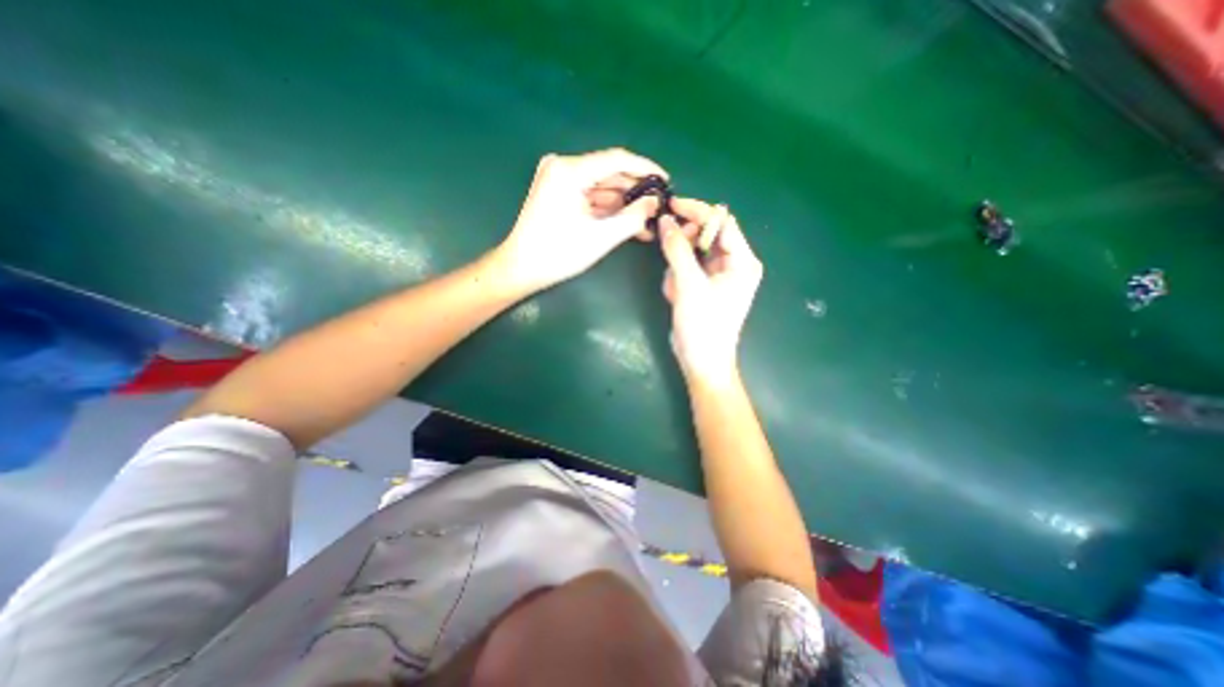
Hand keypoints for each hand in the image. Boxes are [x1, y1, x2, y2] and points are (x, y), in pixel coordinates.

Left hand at [493, 147, 666, 291]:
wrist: (521, 268)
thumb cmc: (559, 254)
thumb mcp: (601, 237)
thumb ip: (632, 217)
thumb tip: (654, 202)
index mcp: (569, 171)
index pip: (617, 159)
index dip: (645, 169)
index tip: (666, 180)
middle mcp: (563, 166)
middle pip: (609, 173)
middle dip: (635, 191)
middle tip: (658, 206)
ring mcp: (559, 179)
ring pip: (602, 187)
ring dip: (624, 203)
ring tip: (648, 219)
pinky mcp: (559, 192)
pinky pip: (591, 196)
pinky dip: (608, 209)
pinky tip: (628, 222)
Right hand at [666, 204, 760, 386]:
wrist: (702, 361)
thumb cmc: (702, 325)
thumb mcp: (689, 285)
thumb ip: (677, 249)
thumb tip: (665, 219)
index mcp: (742, 261)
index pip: (722, 222)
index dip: (696, 212)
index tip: (670, 206)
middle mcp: (735, 263)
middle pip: (707, 235)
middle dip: (684, 243)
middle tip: (667, 251)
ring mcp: (720, 275)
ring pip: (693, 252)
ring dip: (678, 266)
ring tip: (675, 289)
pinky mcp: (707, 285)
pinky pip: (689, 268)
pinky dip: (678, 278)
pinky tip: (676, 296)